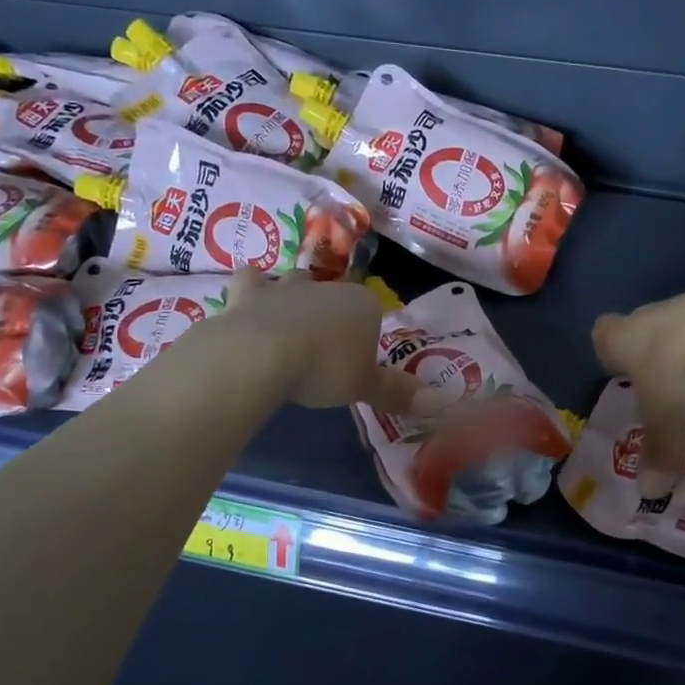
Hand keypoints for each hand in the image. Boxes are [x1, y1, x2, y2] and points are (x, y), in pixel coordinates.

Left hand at [216, 270, 435, 413]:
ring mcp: (285, 287)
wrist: (262, 354)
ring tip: (292, 321)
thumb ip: (397, 392)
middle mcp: (326, 287)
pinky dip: (252, 289)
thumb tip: (438, 403)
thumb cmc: (325, 368)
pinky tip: (250, 302)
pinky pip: (251, 281)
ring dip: (295, 294)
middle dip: (332, 312)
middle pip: (335, 293)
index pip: (374, 311)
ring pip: (296, 280)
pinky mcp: (247, 295)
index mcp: (362, 304)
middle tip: (327, 345)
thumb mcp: (365, 386)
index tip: (360, 359)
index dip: (368, 333)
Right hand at [592, 276, 684, 495]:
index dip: (609, 350)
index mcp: (626, 338)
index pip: (604, 334)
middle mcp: (655, 314)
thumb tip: (649, 493)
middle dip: (653, 353)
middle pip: (645, 328)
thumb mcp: (668, 421)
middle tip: (666, 387)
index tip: (619, 370)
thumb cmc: (683, 372)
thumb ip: (659, 453)